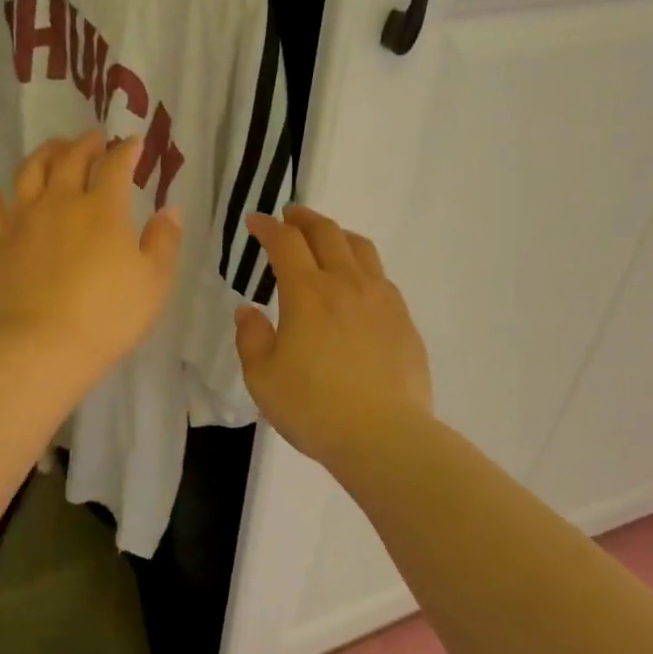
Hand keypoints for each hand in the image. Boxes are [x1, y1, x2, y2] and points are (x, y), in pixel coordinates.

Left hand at [0, 132, 182, 386]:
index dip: (126, 150)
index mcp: (103, 209)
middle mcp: (61, 202)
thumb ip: (164, 242)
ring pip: (30, 171)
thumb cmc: (108, 315)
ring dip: (44, 153)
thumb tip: (170, 210)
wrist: (42, 346)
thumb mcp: (154, 282)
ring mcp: (24, 220)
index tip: (133, 142)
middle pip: (71, 159)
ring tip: (53, 149)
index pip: (116, 166)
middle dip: (85, 144)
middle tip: (92, 137)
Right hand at [234, 206, 432, 467]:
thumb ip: (251, 338)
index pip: (285, 243)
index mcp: (307, 293)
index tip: (255, 222)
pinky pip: (381, 277)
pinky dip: (362, 266)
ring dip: (337, 235)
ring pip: (361, 249)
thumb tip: (248, 310)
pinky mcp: (404, 320)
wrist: (384, 436)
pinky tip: (357, 284)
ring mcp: (381, 300)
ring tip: (326, 239)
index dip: (268, 227)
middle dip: (304, 219)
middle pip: (327, 233)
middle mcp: (346, 284)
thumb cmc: (314, 408)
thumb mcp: (262, 378)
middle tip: (290, 216)